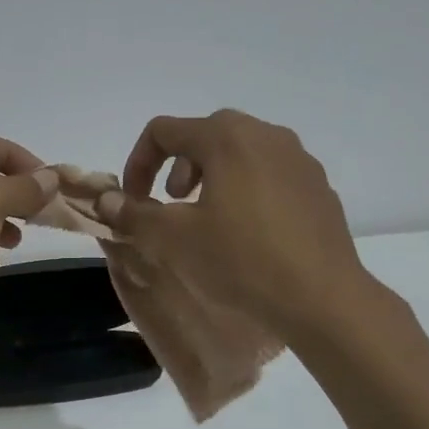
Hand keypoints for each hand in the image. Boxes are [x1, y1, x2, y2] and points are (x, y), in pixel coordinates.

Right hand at [98, 110, 371, 334]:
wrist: (321, 298)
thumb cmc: (240, 260)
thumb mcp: (173, 240)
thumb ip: (133, 214)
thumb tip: (106, 200)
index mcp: (227, 138)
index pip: (164, 131)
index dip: (138, 162)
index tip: (133, 201)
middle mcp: (266, 135)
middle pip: (205, 135)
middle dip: (177, 167)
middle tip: (172, 204)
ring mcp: (299, 160)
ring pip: (241, 154)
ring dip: (212, 177)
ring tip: (207, 219)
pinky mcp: (318, 188)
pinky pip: (270, 176)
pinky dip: (245, 192)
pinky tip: (247, 235)